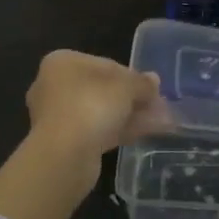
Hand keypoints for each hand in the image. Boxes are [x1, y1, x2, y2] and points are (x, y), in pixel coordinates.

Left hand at [24, 50, 171, 163]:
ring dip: (132, 116)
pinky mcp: (64, 142)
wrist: (63, 155)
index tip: (154, 89)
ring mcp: (58, 116)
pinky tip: (148, 134)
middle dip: (134, 99)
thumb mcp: (125, 88)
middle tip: (160, 107)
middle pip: (104, 90)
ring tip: (162, 122)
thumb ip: (141, 82)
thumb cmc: (92, 106)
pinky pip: (97, 130)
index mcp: (63, 63)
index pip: (106, 65)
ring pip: (102, 112)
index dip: (134, 77)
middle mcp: (55, 85)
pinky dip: (121, 130)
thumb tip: (154, 80)